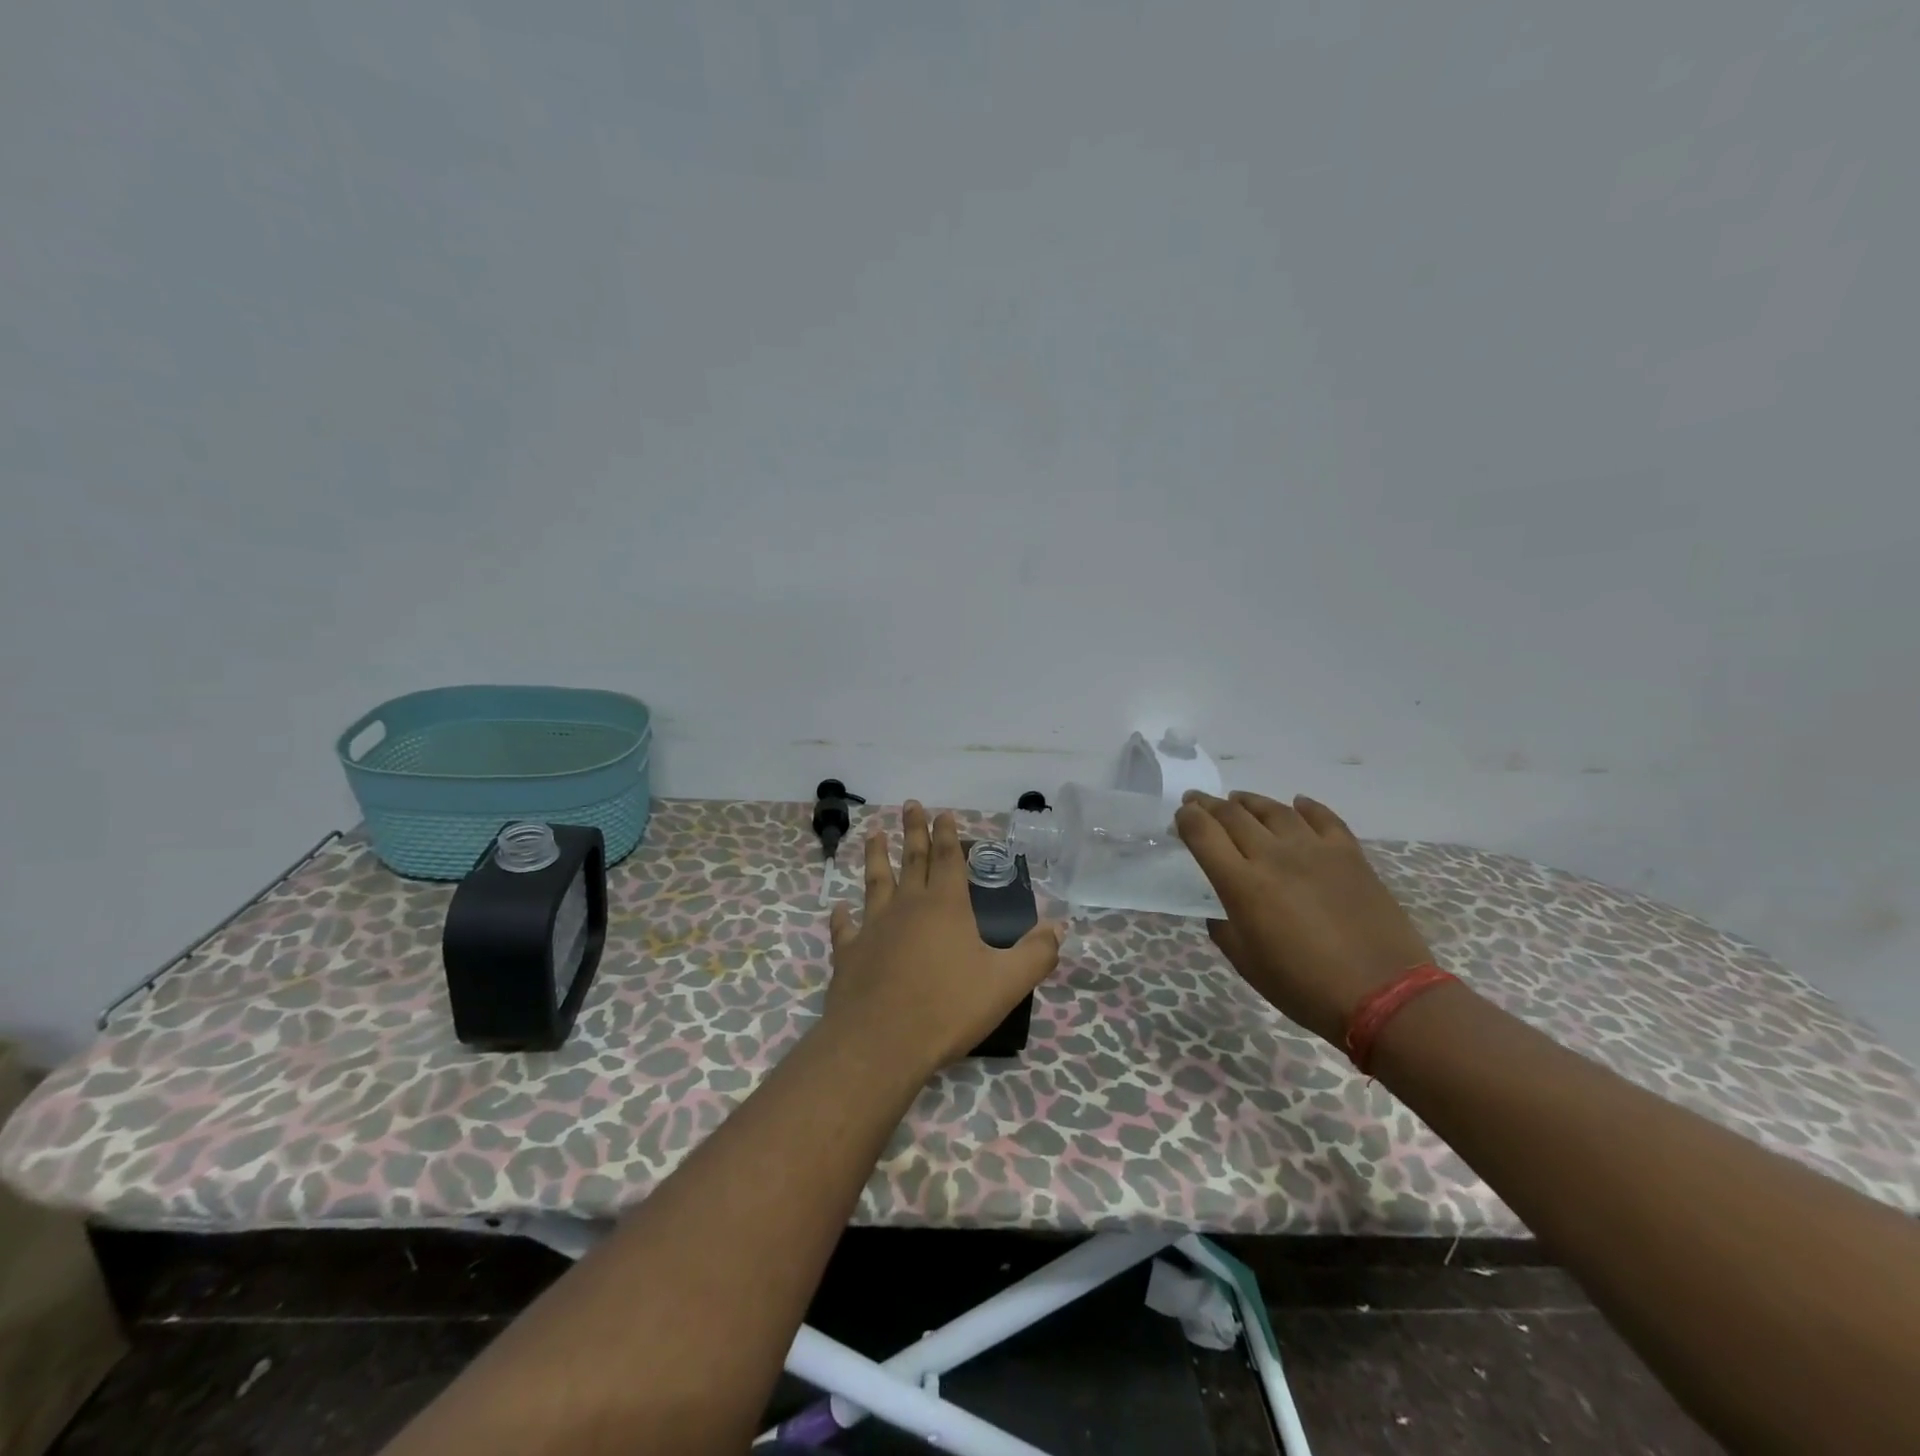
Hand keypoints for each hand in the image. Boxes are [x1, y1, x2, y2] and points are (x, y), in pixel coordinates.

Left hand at [824, 801, 1063, 1078]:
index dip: (947, 835)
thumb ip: (1036, 954)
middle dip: (913, 831)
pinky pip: (845, 928)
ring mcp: (873, 928)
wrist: (880, 1043)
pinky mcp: (848, 954)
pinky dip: (843, 917)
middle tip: (909, 804)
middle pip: (912, 860)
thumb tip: (1059, 926)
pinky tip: (841, 909)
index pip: (948, 859)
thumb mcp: (1006, 983)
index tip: (942, 812)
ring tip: (873, 835)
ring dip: (876, 857)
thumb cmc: (947, 1008)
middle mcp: (907, 907)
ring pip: (875, 883)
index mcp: (945, 907)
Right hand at [1174, 790, 1433, 1045]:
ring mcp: (1315, 850)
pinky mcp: (1349, 854)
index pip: (1203, 833)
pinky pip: (1323, 818)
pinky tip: (1297, 804)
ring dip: (1249, 801)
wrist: (1383, 994)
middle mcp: (1274, 856)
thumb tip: (1221, 909)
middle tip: (1197, 800)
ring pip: (1274, 809)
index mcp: (1243, 884)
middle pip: (1233, 815)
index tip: (1180, 816)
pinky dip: (1305, 807)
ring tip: (1238, 800)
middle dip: (1208, 804)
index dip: (1186, 819)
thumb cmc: (1304, 987)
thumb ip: (1224, 928)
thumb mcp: (1247, 963)